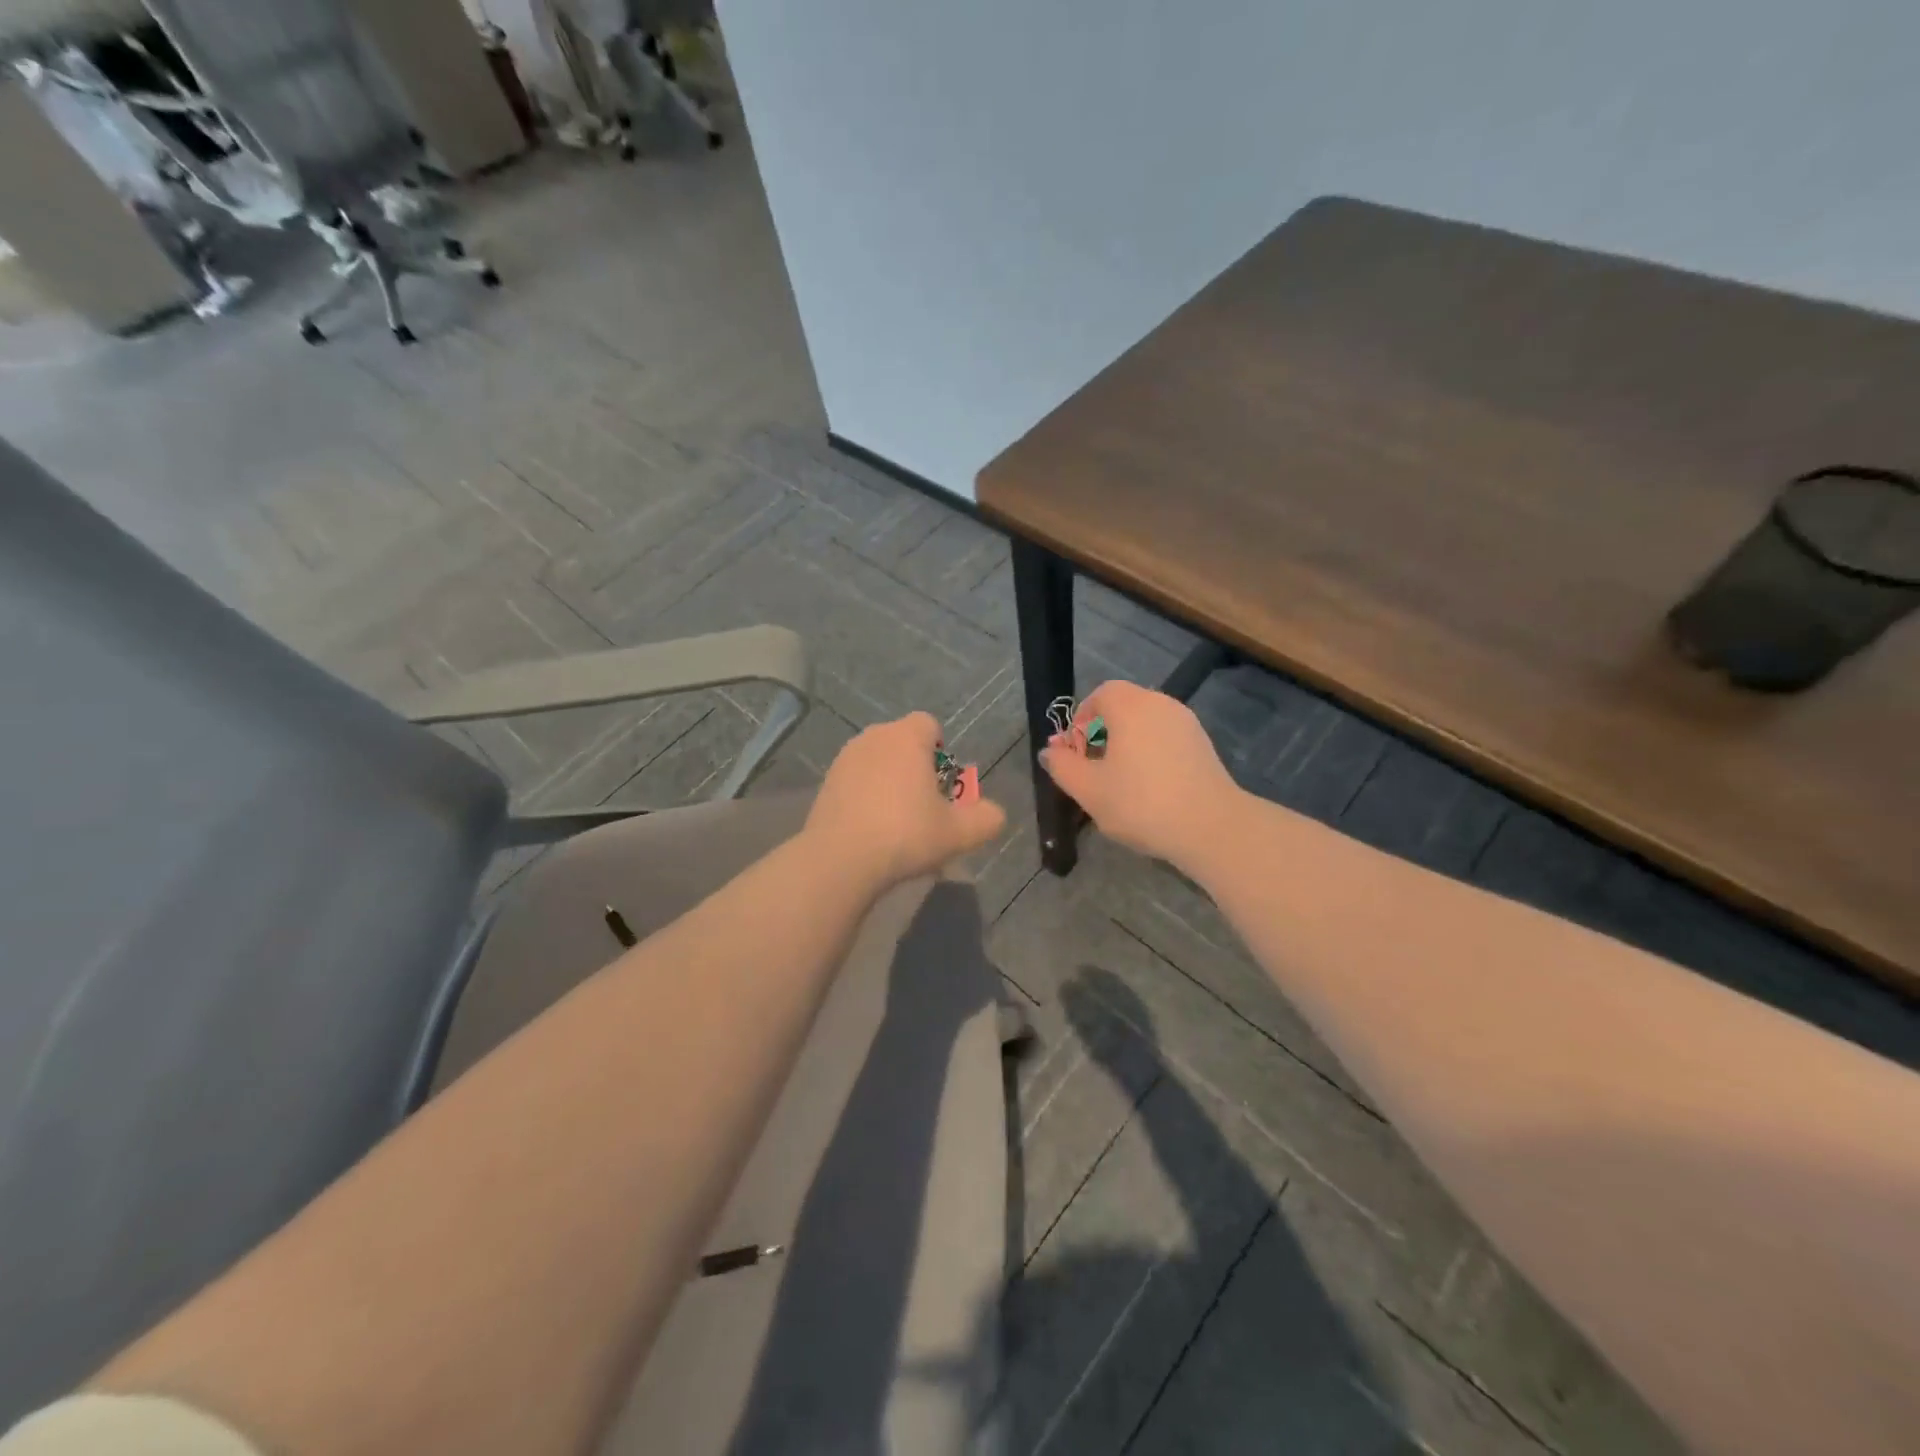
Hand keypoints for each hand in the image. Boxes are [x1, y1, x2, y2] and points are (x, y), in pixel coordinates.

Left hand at [805, 712, 1006, 890]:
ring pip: (877, 761)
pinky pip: (855, 781)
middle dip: (915, 767)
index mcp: (906, 737)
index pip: (928, 724)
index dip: (940, 750)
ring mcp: (844, 759)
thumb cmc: (906, 834)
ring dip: (889, 782)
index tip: (941, 783)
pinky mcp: (825, 783)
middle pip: (901, 742)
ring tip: (896, 821)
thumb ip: (986, 818)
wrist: (841, 859)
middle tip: (924, 805)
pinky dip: (865, 796)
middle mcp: (873, 738)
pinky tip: (870, 830)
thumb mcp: (959, 833)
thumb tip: (994, 813)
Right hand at [1039, 681, 1241, 871]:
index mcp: (1131, 706)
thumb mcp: (1088, 789)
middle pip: (1123, 706)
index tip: (1075, 753)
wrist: (1210, 827)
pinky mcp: (1203, 745)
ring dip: (1126, 744)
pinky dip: (1150, 753)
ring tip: (1118, 782)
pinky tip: (1148, 788)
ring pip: (1145, 724)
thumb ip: (1062, 766)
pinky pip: (1165, 738)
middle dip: (1101, 732)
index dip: (1081, 719)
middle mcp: (1161, 704)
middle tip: (1092, 769)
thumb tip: (1051, 751)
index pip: (1100, 694)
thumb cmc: (1141, 803)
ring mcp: (1186, 724)